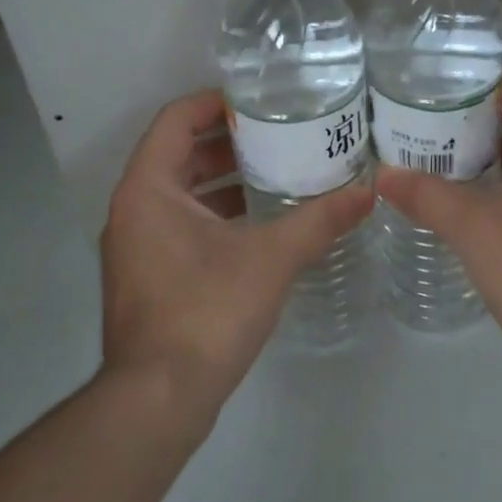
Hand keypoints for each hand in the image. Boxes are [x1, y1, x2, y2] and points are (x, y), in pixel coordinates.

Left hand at [101, 90, 374, 423]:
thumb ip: (319, 221)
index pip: (175, 120)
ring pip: (180, 194)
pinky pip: (180, 226)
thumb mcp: (270, 259)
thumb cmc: (206, 312)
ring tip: (278, 175)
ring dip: (224, 182)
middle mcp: (132, 210)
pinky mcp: (148, 277)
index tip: (260, 103)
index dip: (215, 103)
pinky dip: (216, 216)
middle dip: (227, 143)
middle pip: (177, 155)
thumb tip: (368, 193)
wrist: (158, 397)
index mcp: (148, 190)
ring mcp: (135, 247)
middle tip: (280, 136)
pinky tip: (259, 228)